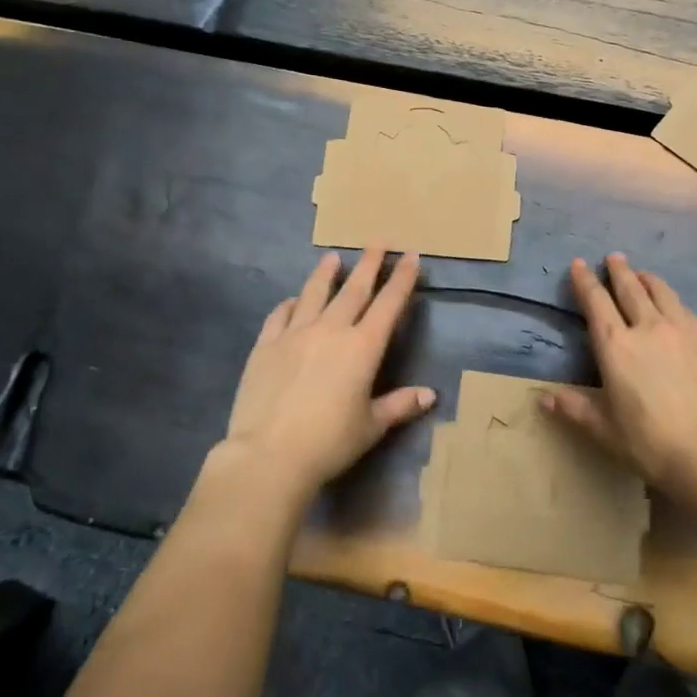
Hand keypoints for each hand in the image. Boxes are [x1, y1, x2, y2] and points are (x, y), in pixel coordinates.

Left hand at [223, 247, 434, 499]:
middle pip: (354, 288)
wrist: (269, 455)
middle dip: (369, 263)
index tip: (410, 255)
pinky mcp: (266, 345)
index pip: (389, 303)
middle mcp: (331, 330)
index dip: (402, 278)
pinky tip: (292, 300)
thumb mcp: (371, 426)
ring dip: (326, 273)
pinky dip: (290, 304)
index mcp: (363, 347)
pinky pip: (280, 315)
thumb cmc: (329, 442)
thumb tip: (430, 395)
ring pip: (314, 293)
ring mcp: (295, 334)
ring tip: (333, 256)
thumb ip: (400, 405)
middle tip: (378, 240)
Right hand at [541, 253, 696, 493]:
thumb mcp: (604, 430)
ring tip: (641, 273)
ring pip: (661, 291)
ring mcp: (680, 330)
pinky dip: (671, 298)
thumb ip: (575, 409)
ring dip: (647, 278)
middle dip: (618, 270)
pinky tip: (673, 303)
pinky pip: (684, 308)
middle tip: (613, 257)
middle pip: (630, 288)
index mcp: (615, 346)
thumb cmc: (649, 442)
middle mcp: (646, 327)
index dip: (585, 281)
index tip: (579, 264)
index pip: (596, 302)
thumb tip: (544, 398)